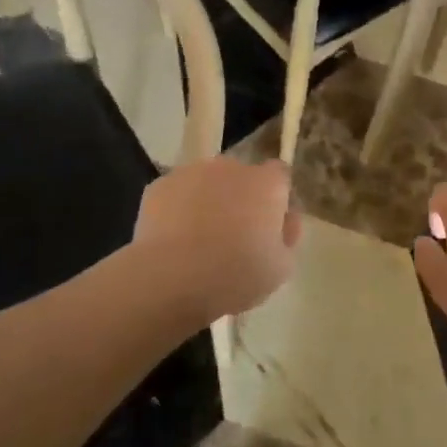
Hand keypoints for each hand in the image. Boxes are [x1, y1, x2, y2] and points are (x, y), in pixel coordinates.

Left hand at [132, 157, 300, 323]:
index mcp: (266, 183)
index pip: (280, 176)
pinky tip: (174, 241)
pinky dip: (178, 210)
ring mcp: (192, 172)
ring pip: (207, 183)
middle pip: (242, 177)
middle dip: (240, 199)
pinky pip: (177, 195)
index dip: (276, 199)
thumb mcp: (281, 268)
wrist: (170, 279)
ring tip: (199, 241)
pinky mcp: (159, 186)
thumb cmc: (235, 274)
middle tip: (234, 236)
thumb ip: (287, 238)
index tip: (270, 226)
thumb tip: (284, 222)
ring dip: (209, 202)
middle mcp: (231, 167)